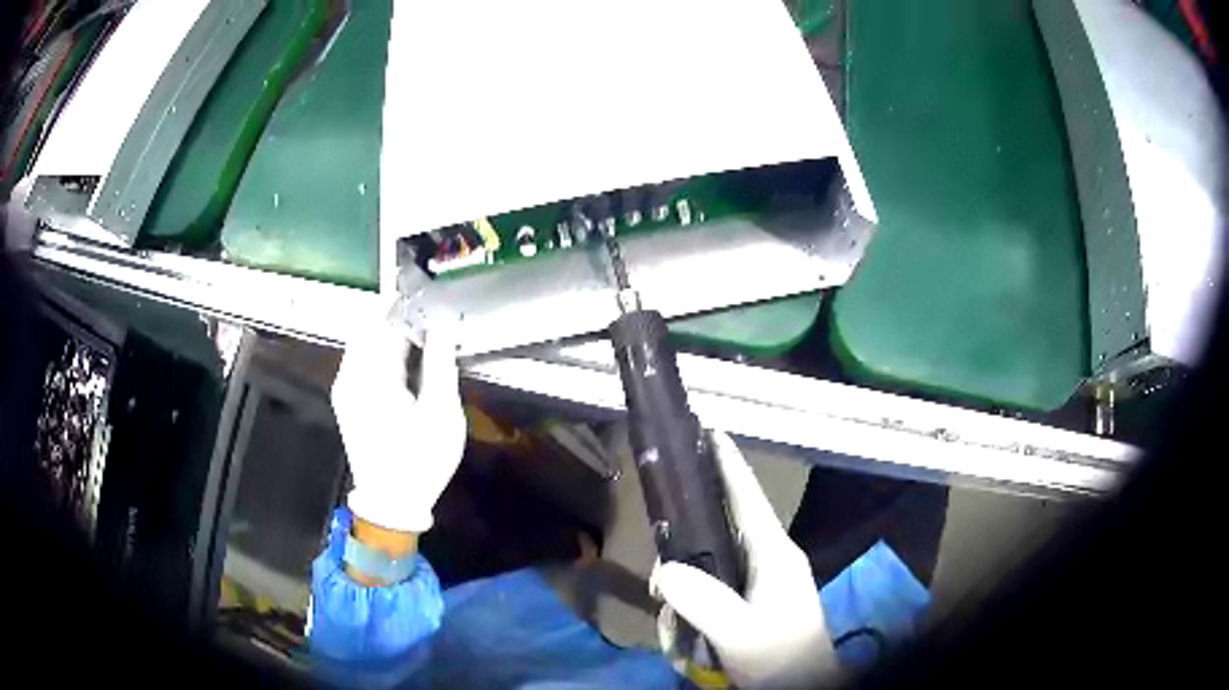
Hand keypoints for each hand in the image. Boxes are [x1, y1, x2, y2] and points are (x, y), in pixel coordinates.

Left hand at [331, 313, 464, 533]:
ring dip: (390, 335)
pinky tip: (404, 364)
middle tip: (432, 319)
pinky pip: (361, 360)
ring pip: (364, 342)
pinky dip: (381, 353)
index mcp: (372, 375)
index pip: (386, 320)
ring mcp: (344, 387)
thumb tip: (442, 324)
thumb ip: (441, 363)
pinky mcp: (346, 399)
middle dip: (399, 317)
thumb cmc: (421, 460)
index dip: (410, 305)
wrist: (391, 503)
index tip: (434, 300)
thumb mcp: (441, 412)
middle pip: (371, 327)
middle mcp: (350, 375)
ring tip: (423, 339)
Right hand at [654, 432, 836, 687]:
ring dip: (686, 578)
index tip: (705, 430)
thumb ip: (705, 601)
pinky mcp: (752, 600)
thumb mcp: (742, 632)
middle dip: (688, 528)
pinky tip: (681, 628)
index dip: (727, 463)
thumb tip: (665, 569)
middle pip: (724, 522)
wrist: (802, 687)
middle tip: (659, 542)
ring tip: (669, 611)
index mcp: (774, 553)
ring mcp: (762, 580)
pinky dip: (693, 600)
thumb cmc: (780, 656)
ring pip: (713, 558)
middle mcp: (769, 558)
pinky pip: (714, 585)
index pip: (748, 496)